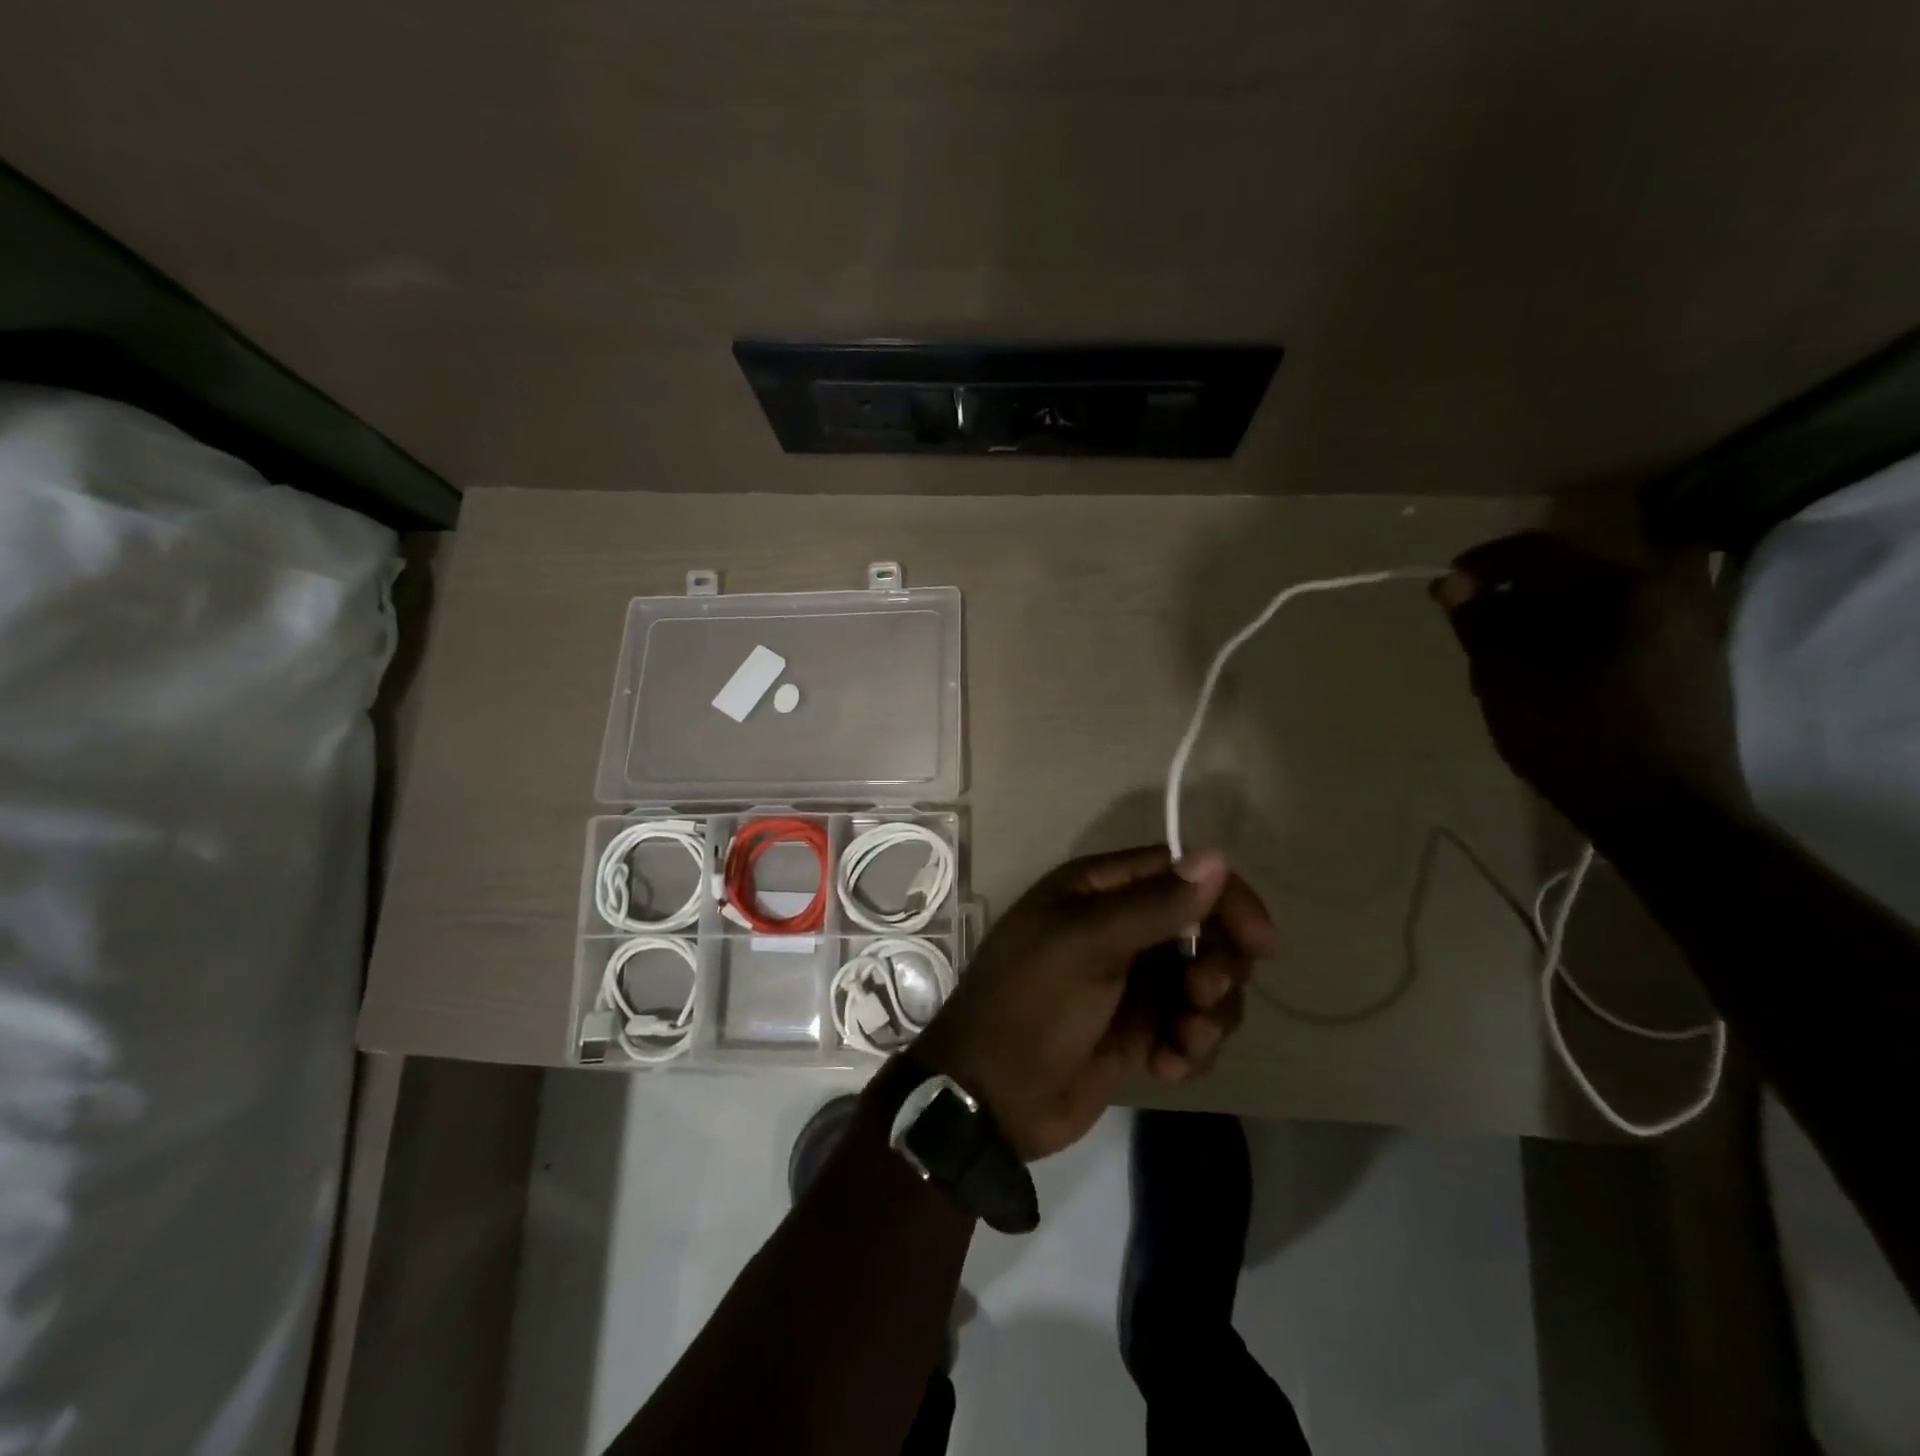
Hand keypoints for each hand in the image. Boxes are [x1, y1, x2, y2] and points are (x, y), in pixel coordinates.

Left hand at [912, 846, 1274, 1162]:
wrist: (991, 1097)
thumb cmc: (1032, 1003)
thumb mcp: (1087, 945)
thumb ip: (1155, 905)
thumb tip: (1218, 857)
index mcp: (1098, 891)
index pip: (1180, 873)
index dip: (1226, 900)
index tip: (1262, 943)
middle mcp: (1119, 927)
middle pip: (1202, 928)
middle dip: (1216, 965)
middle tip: (1201, 996)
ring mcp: (1131, 981)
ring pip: (1204, 983)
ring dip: (1207, 1014)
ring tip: (1180, 1040)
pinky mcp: (1139, 1031)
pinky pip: (1191, 1028)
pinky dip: (1189, 1047)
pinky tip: (1164, 1066)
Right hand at [1433, 532, 1748, 838]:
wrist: (1664, 812)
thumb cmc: (1575, 739)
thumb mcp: (1507, 680)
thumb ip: (1480, 623)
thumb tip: (1451, 582)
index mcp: (1624, 588)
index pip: (1537, 552)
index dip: (1481, 565)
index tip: (1444, 589)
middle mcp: (1666, 591)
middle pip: (1565, 577)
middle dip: (1511, 600)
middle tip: (1473, 638)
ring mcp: (1687, 625)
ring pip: (1589, 605)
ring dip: (1540, 623)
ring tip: (1504, 664)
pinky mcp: (1689, 658)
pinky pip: (1616, 628)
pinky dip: (1572, 640)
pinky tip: (1548, 677)